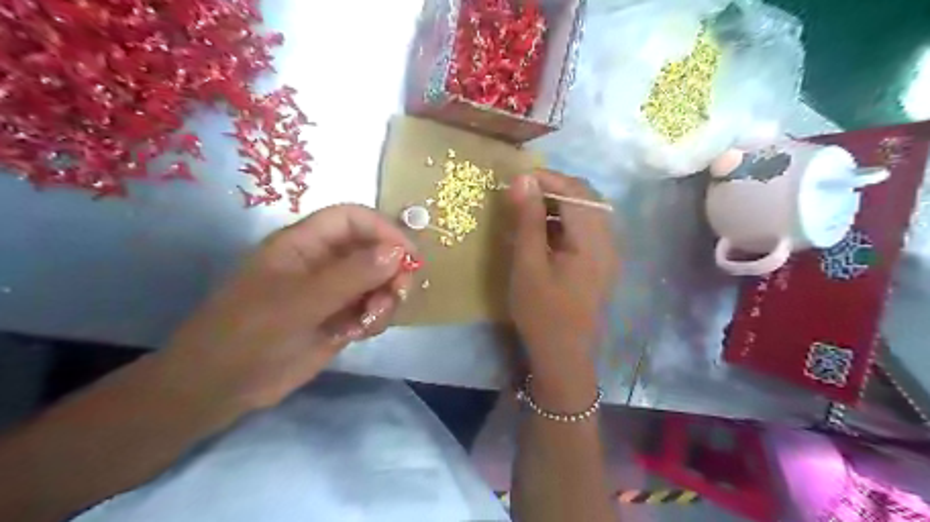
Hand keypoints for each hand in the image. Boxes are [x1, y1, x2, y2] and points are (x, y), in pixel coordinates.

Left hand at [162, 203, 415, 412]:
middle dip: (391, 270)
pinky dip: (376, 318)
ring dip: (386, 298)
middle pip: (373, 249)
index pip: (353, 219)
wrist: (222, 387)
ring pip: (378, 281)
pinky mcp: (340, 318)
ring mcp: (334, 291)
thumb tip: (398, 253)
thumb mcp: (300, 302)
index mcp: (305, 243)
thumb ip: (351, 276)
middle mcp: (324, 262)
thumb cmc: (250, 333)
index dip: (383, 229)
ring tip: (371, 322)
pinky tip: (361, 334)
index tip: (407, 255)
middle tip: (398, 294)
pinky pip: (372, 308)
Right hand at [507, 172, 614, 407]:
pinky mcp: (600, 263)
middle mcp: (608, 240)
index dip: (546, 178)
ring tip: (528, 211)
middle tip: (521, 194)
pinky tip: (542, 233)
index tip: (516, 179)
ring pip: (586, 212)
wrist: (564, 356)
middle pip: (586, 198)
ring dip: (558, 205)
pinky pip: (585, 230)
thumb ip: (528, 219)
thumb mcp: (528, 264)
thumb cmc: (542, 312)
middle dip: (553, 189)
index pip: (575, 191)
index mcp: (593, 240)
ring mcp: (607, 252)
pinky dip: (564, 223)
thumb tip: (523, 179)